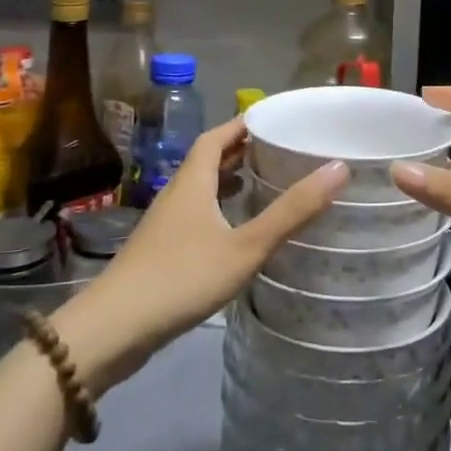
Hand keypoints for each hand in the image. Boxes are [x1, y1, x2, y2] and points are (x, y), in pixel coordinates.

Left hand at [54, 117, 345, 391]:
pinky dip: (218, 210)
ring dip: (228, 181)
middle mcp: (176, 194)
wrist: (112, 330)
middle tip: (279, 150)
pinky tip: (235, 233)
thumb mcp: (245, 246)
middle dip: (240, 151)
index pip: (216, 136)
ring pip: (200, 190)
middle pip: (208, 160)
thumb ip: (291, 211)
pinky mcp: (159, 252)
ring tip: (263, 184)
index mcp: (192, 181)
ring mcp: (164, 224)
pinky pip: (195, 216)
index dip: (242, 123)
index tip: (274, 119)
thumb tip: (338, 168)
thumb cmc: (181, 278)